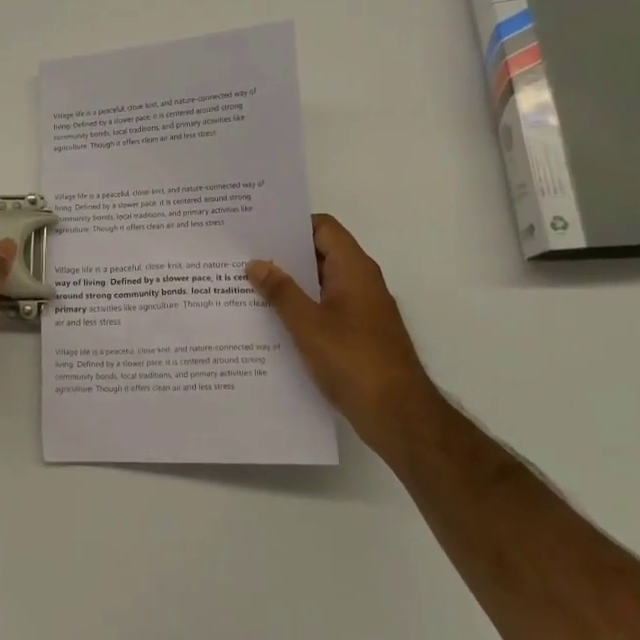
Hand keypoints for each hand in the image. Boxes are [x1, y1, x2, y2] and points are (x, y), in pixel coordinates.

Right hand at [246, 214, 442, 450]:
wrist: (398, 415)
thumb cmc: (353, 361)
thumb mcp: (308, 325)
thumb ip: (281, 291)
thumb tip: (256, 263)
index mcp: (353, 269)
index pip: (323, 228)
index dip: (291, 224)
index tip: (257, 230)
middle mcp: (360, 282)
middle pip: (319, 254)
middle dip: (283, 255)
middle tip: (242, 258)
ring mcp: (361, 310)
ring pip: (319, 284)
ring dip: (289, 285)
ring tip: (246, 287)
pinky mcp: (357, 335)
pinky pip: (324, 309)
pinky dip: (300, 309)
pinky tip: (270, 322)